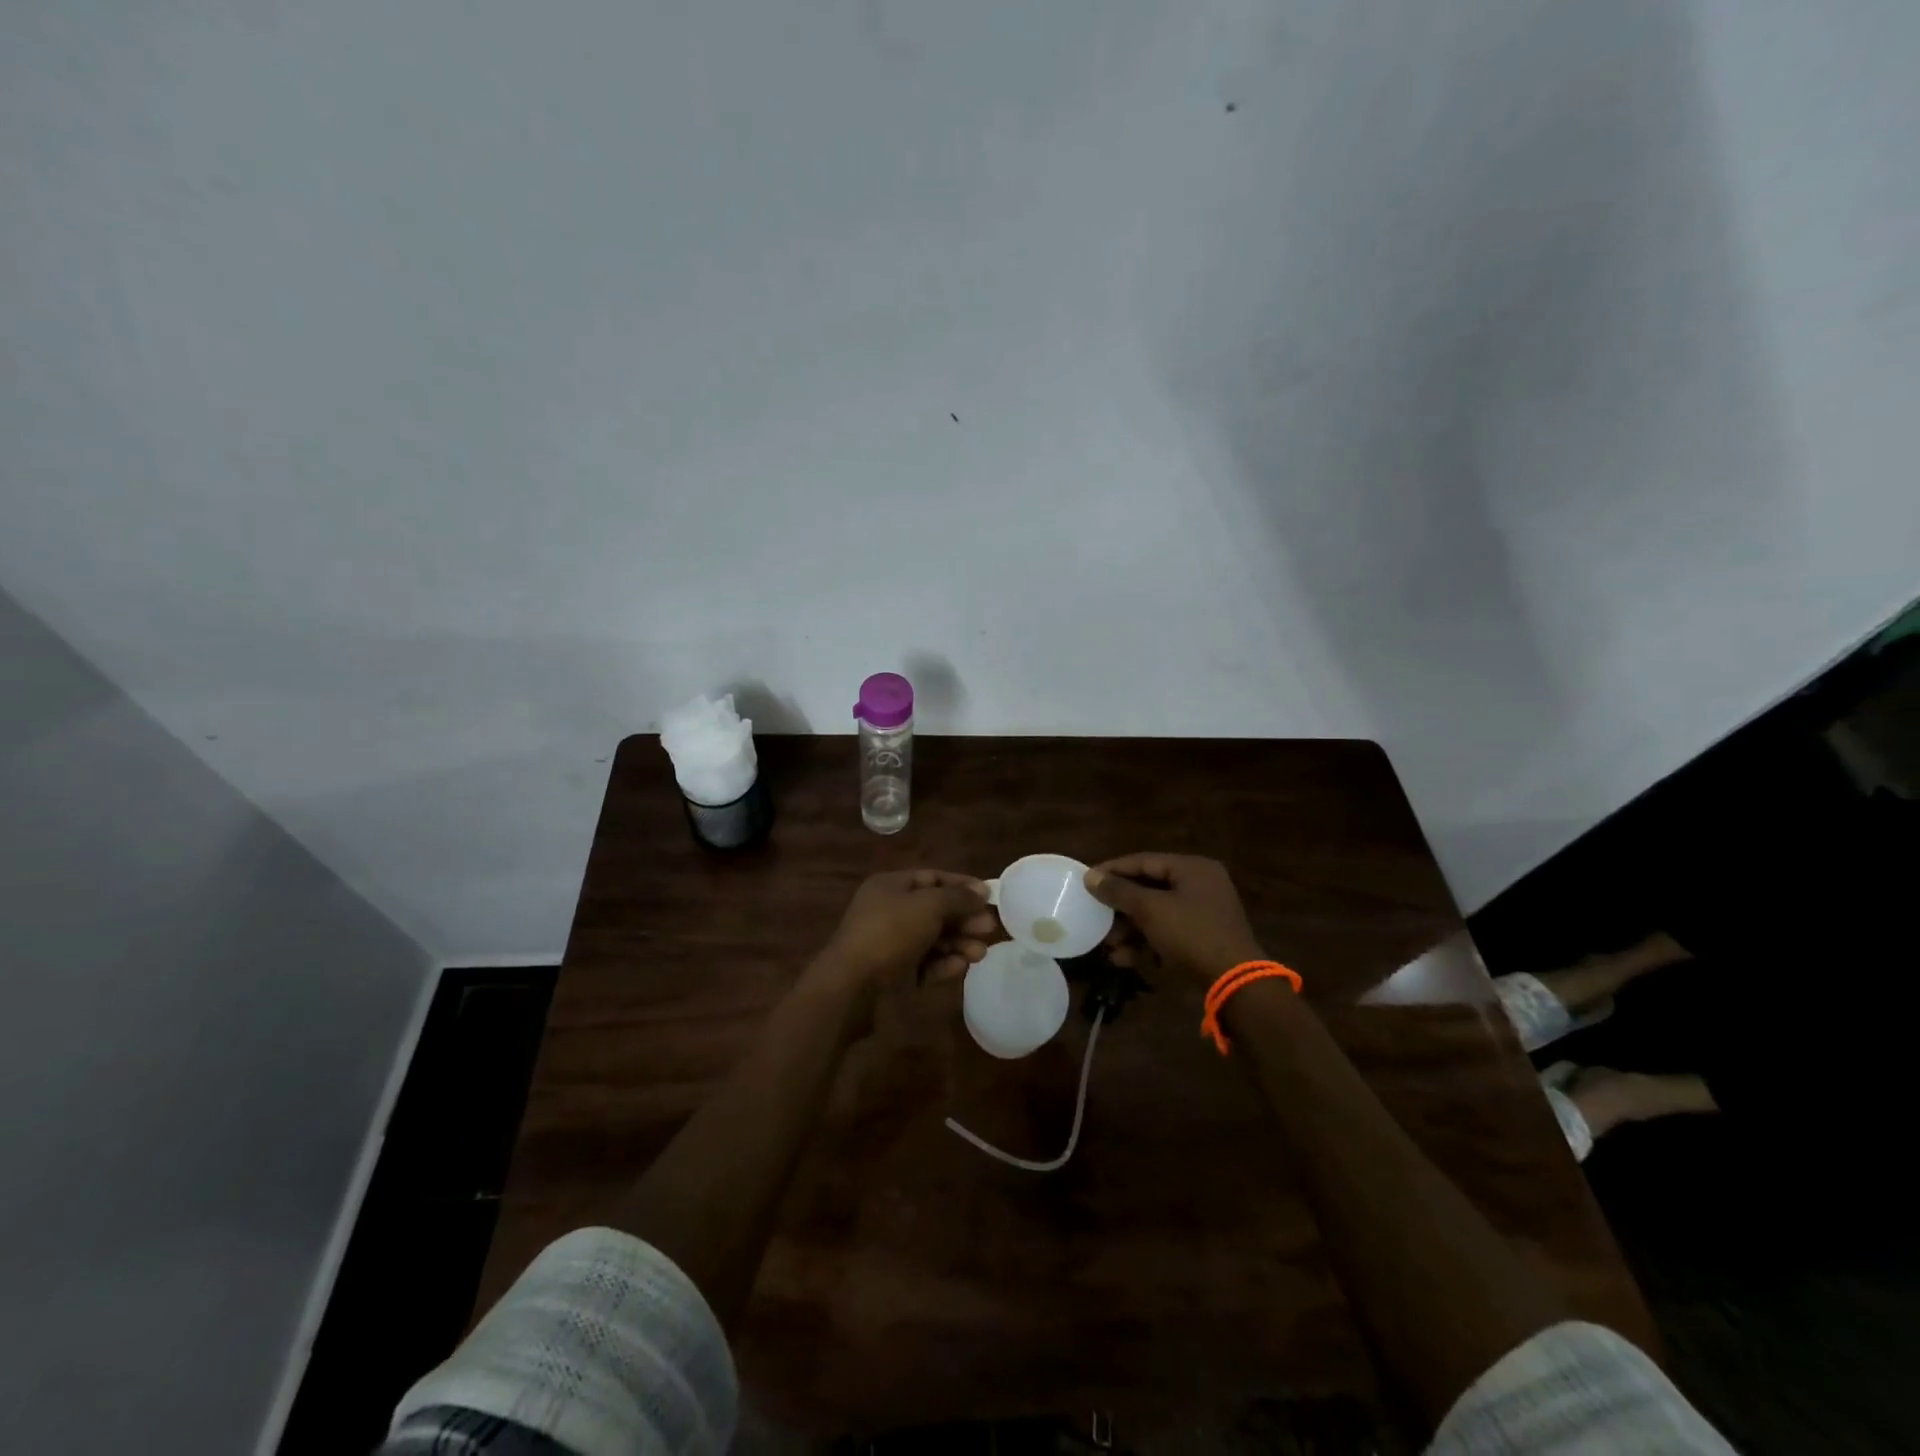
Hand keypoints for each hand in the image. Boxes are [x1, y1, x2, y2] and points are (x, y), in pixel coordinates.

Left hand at [813, 869, 996, 993]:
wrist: (852, 986)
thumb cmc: (890, 933)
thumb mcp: (928, 906)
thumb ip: (958, 898)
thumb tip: (982, 891)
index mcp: (891, 886)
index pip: (932, 878)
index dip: (961, 885)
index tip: (989, 896)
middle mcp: (890, 911)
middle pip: (936, 910)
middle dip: (964, 918)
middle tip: (989, 928)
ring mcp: (891, 944)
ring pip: (933, 939)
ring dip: (958, 943)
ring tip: (980, 953)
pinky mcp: (895, 974)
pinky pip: (925, 965)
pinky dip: (944, 964)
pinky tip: (961, 967)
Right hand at [1084, 853, 1264, 987]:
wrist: (1235, 983)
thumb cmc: (1191, 934)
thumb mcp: (1151, 909)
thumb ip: (1119, 891)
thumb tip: (1090, 877)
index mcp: (1192, 869)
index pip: (1144, 861)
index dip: (1113, 870)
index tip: (1087, 881)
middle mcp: (1200, 885)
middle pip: (1149, 889)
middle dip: (1120, 908)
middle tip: (1096, 918)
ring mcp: (1203, 914)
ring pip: (1156, 914)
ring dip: (1130, 930)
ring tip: (1109, 947)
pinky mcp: (1202, 939)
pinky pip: (1167, 933)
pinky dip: (1146, 943)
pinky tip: (1125, 959)